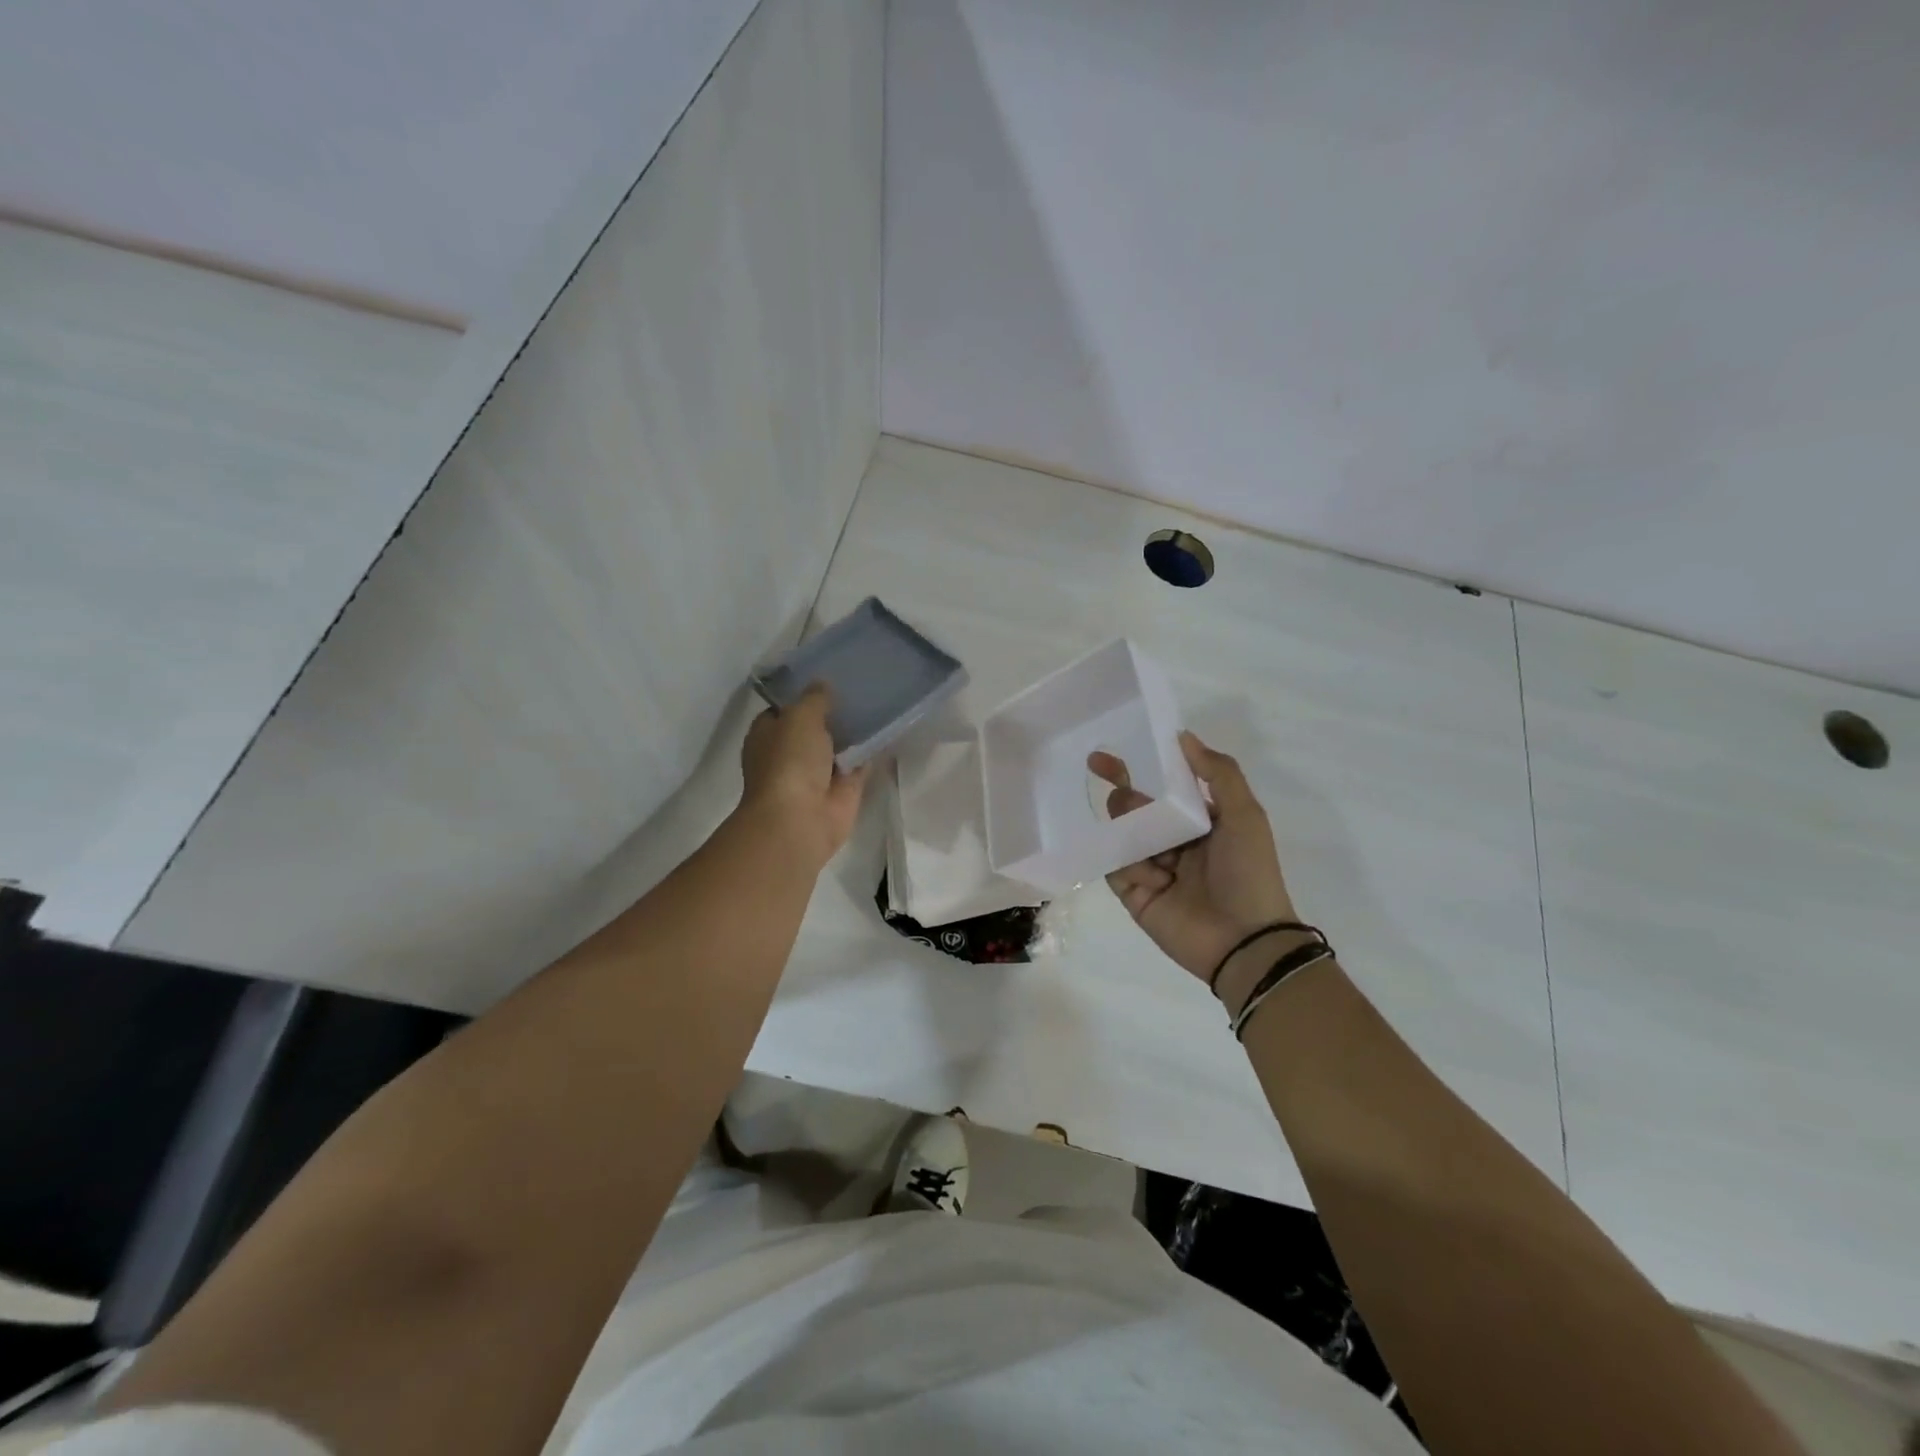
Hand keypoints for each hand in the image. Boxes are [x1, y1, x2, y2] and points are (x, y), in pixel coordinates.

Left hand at [738, 686, 868, 868]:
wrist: (801, 819)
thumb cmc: (789, 762)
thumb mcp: (800, 716)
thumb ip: (814, 698)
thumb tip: (823, 685)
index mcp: (768, 735)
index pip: (784, 709)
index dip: (803, 695)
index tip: (827, 678)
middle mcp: (790, 754)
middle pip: (814, 727)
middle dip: (833, 712)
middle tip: (860, 685)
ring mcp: (817, 773)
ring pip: (838, 745)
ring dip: (854, 731)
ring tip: (879, 701)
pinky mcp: (844, 790)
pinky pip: (860, 763)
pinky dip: (871, 752)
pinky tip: (888, 729)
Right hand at [1089, 732, 1299, 997]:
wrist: (1245, 941)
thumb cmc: (1248, 873)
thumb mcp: (1245, 814)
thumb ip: (1218, 772)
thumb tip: (1182, 736)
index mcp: (1198, 820)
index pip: (1159, 787)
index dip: (1134, 769)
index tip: (1103, 757)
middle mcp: (1172, 841)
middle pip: (1132, 807)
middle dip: (1127, 800)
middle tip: (1131, 807)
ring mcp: (1151, 869)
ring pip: (1120, 834)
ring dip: (1131, 833)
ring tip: (1156, 855)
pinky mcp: (1134, 895)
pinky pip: (1115, 867)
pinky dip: (1129, 866)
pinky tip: (1154, 879)